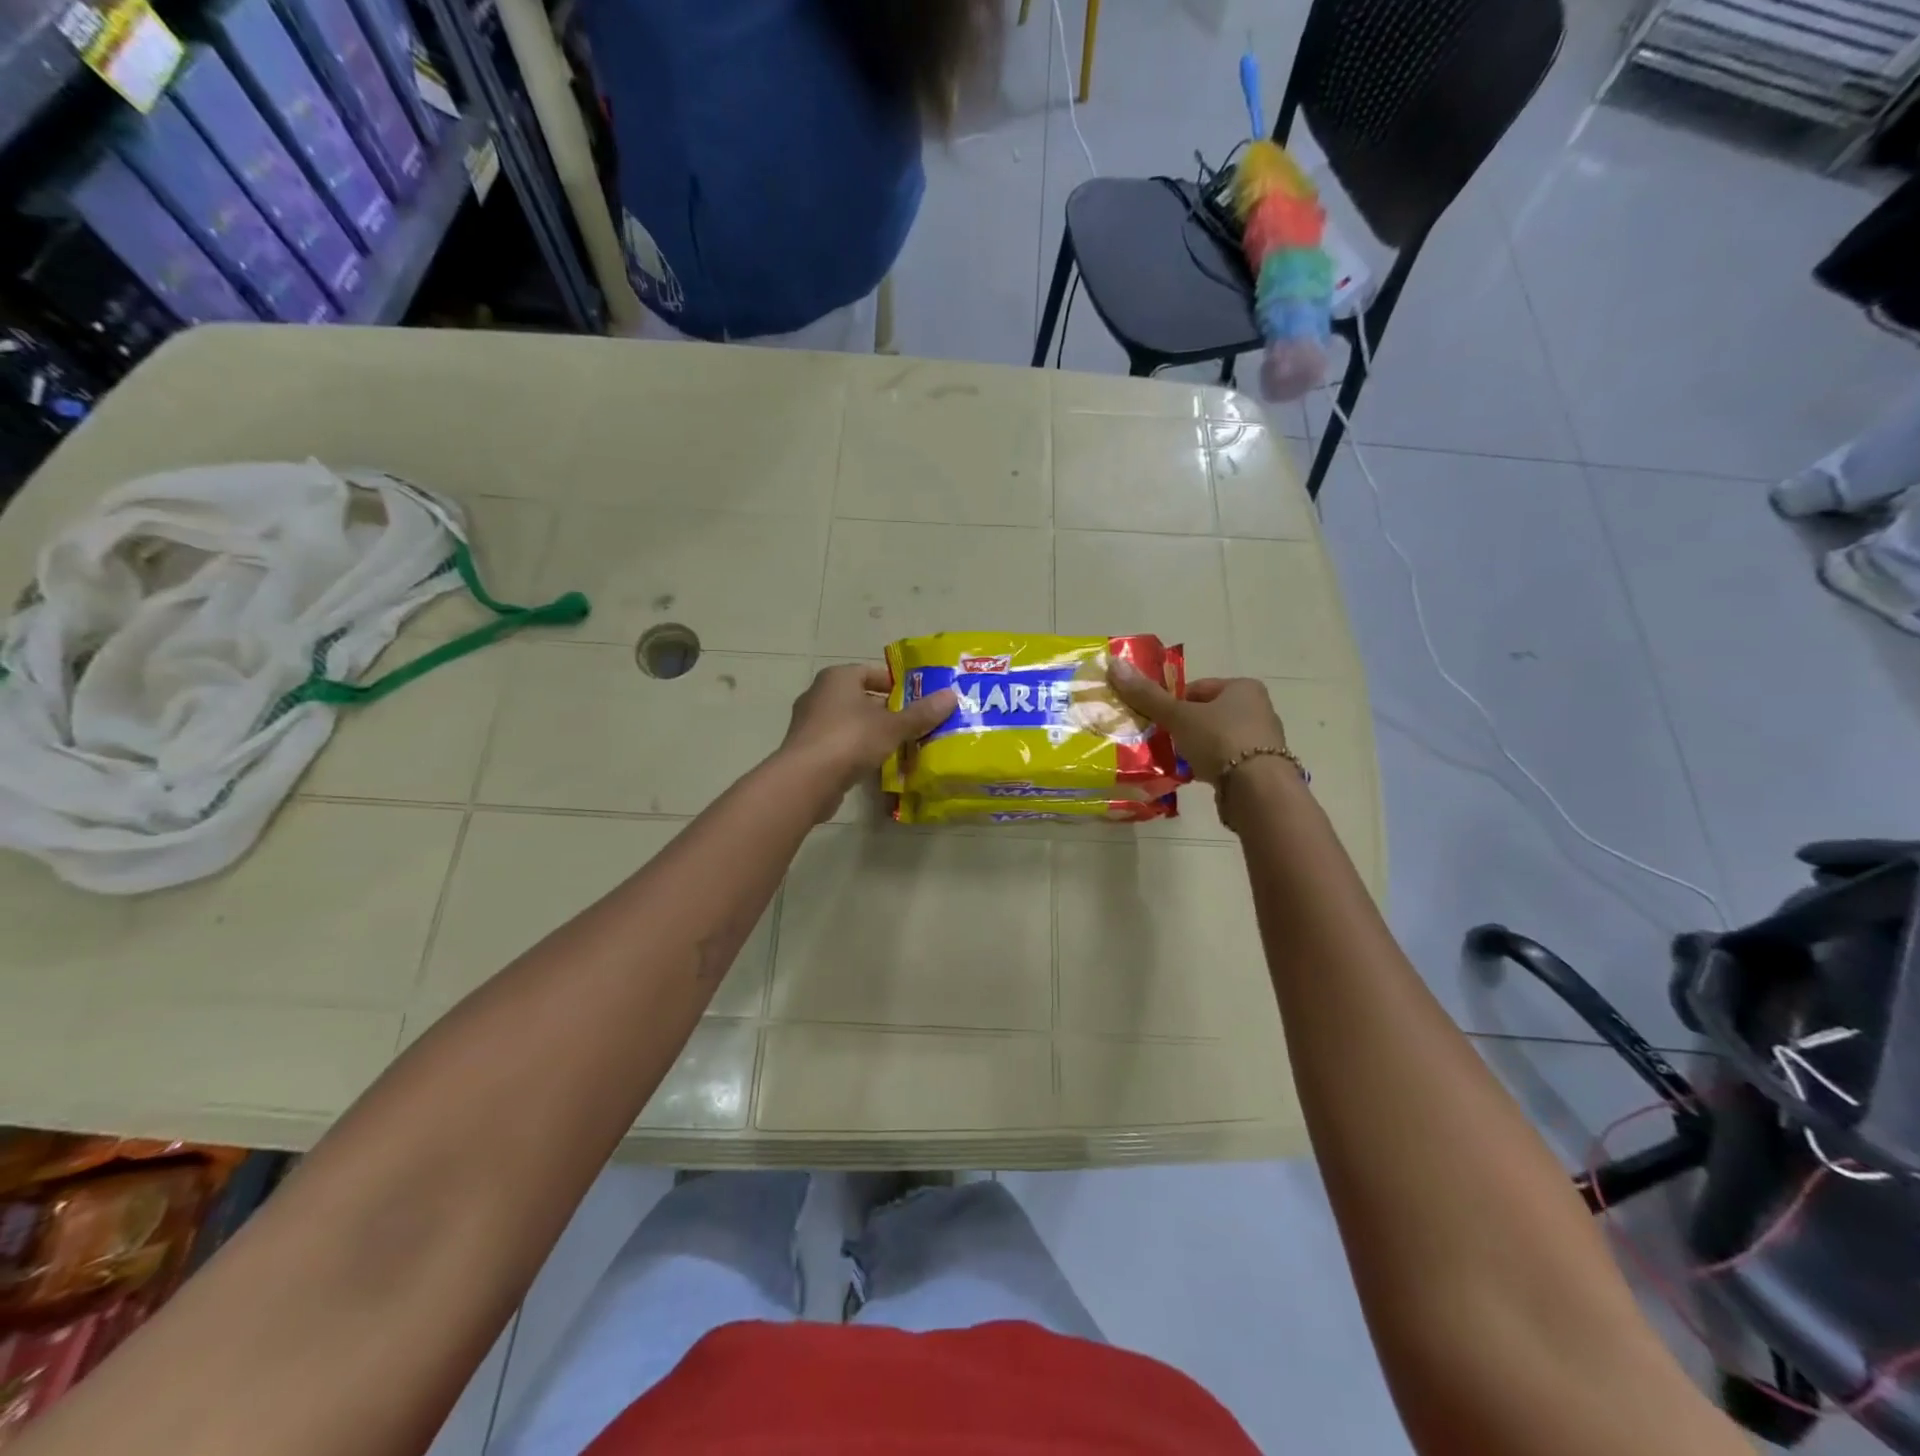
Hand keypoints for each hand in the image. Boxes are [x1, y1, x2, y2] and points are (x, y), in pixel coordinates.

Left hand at [781, 664, 955, 793]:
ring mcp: (809, 723)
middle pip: (860, 698)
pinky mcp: (807, 749)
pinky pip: (838, 744)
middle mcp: (819, 694)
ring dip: (871, 732)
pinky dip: (855, 750)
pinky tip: (874, 765)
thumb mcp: (892, 726)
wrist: (806, 779)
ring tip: (899, 746)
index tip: (916, 700)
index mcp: (838, 678)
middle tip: (913, 724)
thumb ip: (921, 713)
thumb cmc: (850, 739)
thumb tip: (951, 696)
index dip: (895, 685)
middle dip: (886, 711)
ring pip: (849, 722)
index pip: (871, 672)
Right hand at [1107, 661, 1288, 786]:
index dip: (1174, 701)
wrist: (1257, 789)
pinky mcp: (1260, 769)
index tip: (1158, 719)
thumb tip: (1114, 665)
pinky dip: (1209, 766)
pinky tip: (1193, 776)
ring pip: (1216, 739)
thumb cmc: (1219, 740)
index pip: (1199, 688)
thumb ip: (1148, 696)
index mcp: (1243, 688)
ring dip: (1196, 748)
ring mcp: (1262, 741)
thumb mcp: (1179, 716)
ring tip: (1175, 760)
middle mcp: (1258, 709)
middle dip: (1184, 726)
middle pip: (1208, 713)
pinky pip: (1225, 762)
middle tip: (1162, 740)